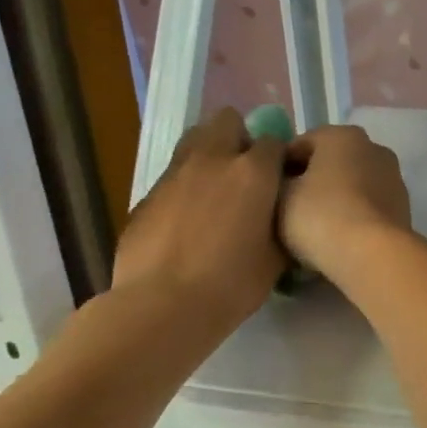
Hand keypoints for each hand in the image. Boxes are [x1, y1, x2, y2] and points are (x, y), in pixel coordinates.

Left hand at [111, 108, 286, 334]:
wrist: (161, 306)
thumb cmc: (231, 283)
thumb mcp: (276, 255)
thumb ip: (280, 222)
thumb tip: (278, 213)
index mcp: (253, 172)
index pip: (274, 141)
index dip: (279, 158)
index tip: (281, 179)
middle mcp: (213, 160)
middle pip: (226, 121)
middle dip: (238, 137)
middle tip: (245, 171)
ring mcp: (174, 175)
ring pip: (194, 142)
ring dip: (208, 155)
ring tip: (215, 190)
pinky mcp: (146, 196)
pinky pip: (172, 178)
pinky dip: (184, 188)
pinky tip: (186, 222)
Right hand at [279, 125, 412, 279]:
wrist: (372, 253)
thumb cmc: (320, 215)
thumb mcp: (280, 195)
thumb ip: (276, 180)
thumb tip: (284, 181)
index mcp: (342, 134)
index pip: (299, 145)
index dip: (278, 169)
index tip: (267, 195)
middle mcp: (373, 147)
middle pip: (329, 163)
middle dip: (309, 182)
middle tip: (286, 212)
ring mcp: (393, 177)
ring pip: (351, 185)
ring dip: (333, 199)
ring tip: (312, 230)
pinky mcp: (403, 206)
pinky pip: (367, 205)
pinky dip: (353, 215)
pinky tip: (338, 237)